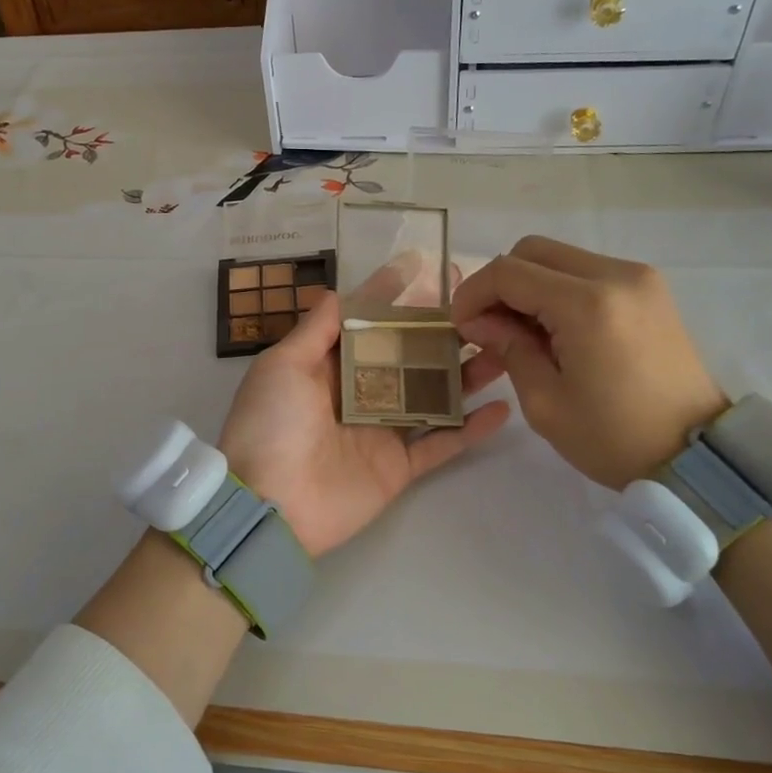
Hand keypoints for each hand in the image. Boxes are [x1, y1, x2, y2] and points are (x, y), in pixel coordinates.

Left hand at [218, 289, 509, 558]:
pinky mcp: (398, 467)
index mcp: (327, 366)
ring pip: (432, 395)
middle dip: (440, 328)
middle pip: (408, 355)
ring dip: (466, 374)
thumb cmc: (270, 424)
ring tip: (503, 348)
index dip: (392, 295)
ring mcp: (381, 431)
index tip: (423, 267)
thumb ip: (315, 330)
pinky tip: (502, 407)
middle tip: (480, 304)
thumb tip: (338, 292)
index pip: (366, 322)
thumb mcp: (282, 366)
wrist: (267, 504)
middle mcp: (358, 394)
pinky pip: (441, 444)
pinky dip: (470, 429)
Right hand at [451, 236, 727, 489]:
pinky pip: (586, 272)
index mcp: (587, 304)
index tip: (460, 327)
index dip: (472, 294)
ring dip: (528, 286)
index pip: (508, 272)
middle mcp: (616, 275)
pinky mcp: (649, 290)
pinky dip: (558, 290)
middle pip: (532, 251)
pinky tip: (553, 330)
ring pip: (559, 258)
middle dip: (499, 284)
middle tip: (487, 327)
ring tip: (520, 333)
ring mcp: (638, 278)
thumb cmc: (613, 437)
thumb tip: (479, 321)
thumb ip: (507, 347)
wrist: (695, 455)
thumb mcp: (544, 401)